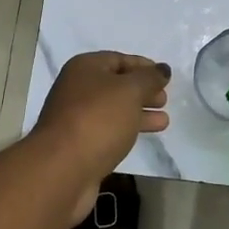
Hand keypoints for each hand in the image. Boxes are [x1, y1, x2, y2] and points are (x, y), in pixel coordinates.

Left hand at [32, 52, 170, 218]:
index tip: (165, 76)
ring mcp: (76, 118)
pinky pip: (109, 130)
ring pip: (114, 110)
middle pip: (115, 85)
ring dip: (138, 113)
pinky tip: (143, 136)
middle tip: (164, 99)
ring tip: (164, 121)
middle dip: (142, 91)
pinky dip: (127, 130)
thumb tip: (162, 69)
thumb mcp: (130, 91)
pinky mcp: (80, 144)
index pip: (118, 59)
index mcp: (84, 68)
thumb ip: (149, 78)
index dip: (143, 66)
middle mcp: (77, 89)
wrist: (63, 168)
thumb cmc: (98, 119)